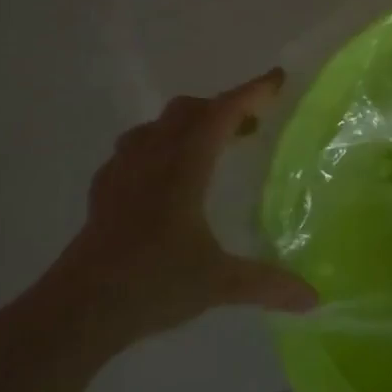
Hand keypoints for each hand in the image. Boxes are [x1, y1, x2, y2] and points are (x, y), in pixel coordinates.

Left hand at [39, 69, 317, 351]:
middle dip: (222, 107)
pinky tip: (163, 178)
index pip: (221, 114)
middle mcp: (152, 160)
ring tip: (209, 148)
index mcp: (183, 168)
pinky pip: (131, 151)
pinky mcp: (102, 194)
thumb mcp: (218, 284)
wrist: (76, 312)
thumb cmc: (151, 284)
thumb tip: (314, 298)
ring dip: (186, 124)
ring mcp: (121, 175)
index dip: (251, 92)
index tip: (278, 80)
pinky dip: (155, 148)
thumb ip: (268, 284)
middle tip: (251, 125)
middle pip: (187, 110)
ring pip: (155, 127)